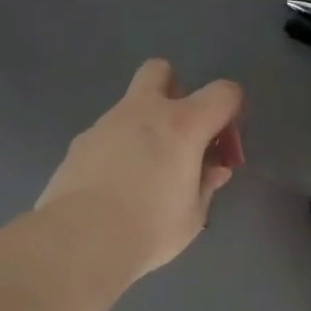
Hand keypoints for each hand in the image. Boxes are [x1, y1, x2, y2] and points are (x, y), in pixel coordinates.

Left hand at [36, 59, 245, 281]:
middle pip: (161, 70)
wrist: (80, 239)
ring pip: (130, 105)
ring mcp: (106, 123)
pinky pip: (107, 134)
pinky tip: (113, 185)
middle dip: (174, 91)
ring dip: (143, 125)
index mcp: (182, 125)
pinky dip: (117, 148)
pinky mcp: (79, 142)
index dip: (231, 110)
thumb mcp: (193, 215)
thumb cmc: (150, 228)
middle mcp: (144, 111)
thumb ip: (205, 184)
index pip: (223, 93)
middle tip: (179, 133)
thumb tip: (214, 169)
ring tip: (143, 172)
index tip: (223, 141)